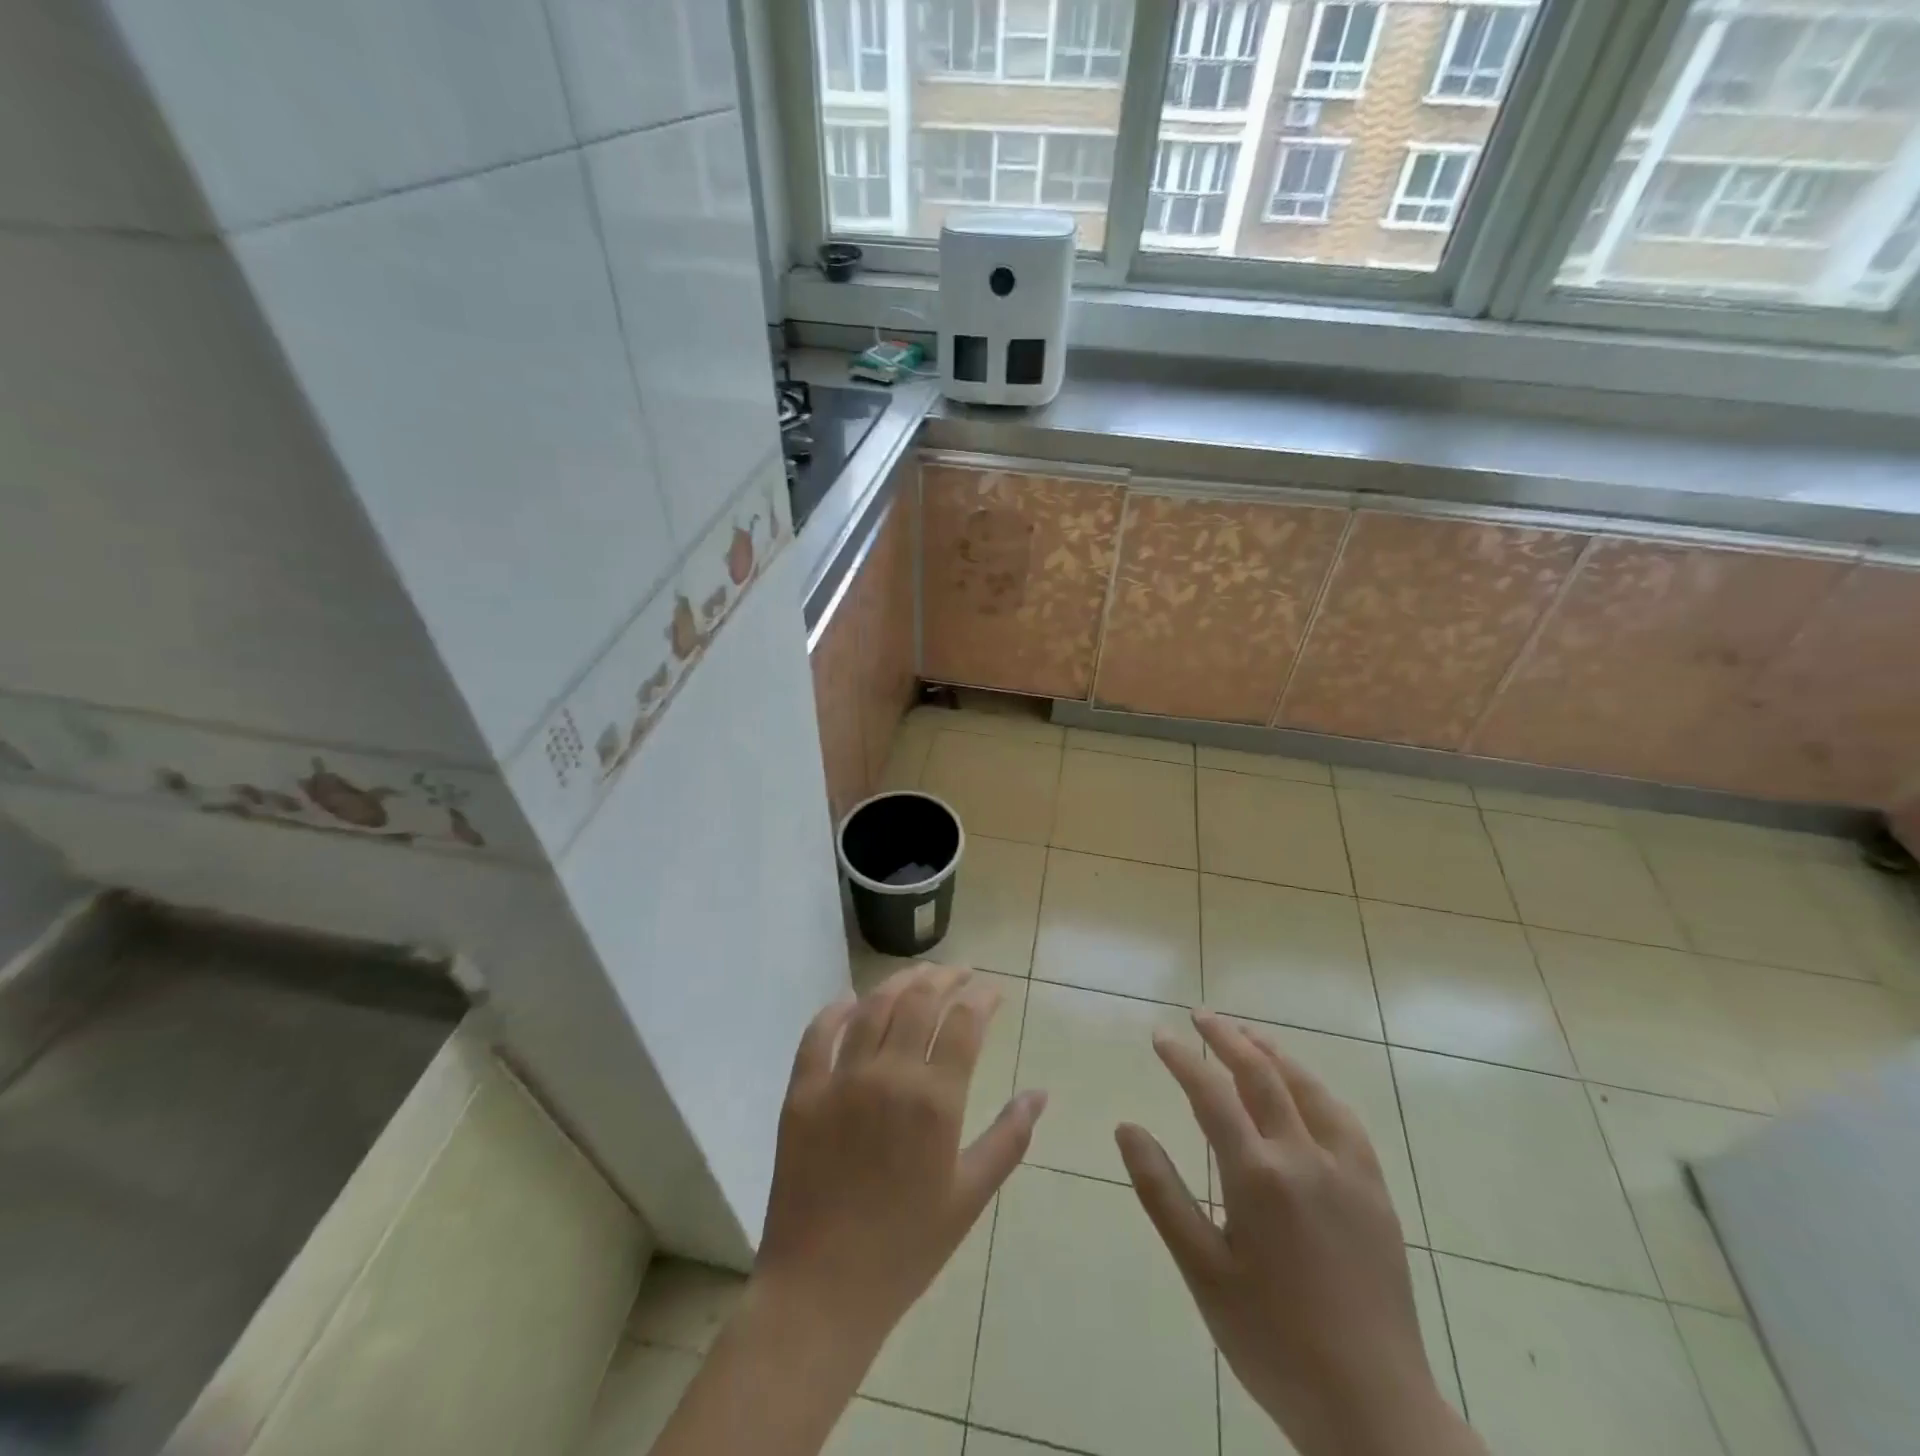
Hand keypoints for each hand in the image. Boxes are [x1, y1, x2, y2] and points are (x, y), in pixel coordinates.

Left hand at [754, 963, 1047, 1356]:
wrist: (821, 1290)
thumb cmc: (906, 1248)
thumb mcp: (969, 1197)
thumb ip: (1008, 1138)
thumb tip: (1040, 1093)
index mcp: (935, 1101)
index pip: (964, 1022)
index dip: (982, 997)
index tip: (993, 990)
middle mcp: (889, 1075)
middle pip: (920, 1001)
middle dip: (946, 978)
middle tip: (960, 972)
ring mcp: (840, 1079)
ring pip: (873, 1007)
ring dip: (899, 982)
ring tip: (918, 975)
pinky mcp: (801, 1091)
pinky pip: (817, 1034)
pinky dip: (836, 1010)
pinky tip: (850, 1001)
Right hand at [1116, 1012, 1480, 1455]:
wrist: (1375, 1409)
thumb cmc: (1273, 1341)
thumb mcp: (1202, 1271)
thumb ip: (1161, 1192)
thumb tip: (1127, 1128)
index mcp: (1258, 1176)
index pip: (1211, 1094)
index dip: (1182, 1058)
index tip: (1159, 1034)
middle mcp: (1304, 1157)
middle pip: (1262, 1074)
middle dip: (1227, 1038)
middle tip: (1200, 1015)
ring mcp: (1347, 1171)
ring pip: (1308, 1088)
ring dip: (1273, 1053)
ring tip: (1247, 1034)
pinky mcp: (1375, 1192)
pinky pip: (1344, 1120)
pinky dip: (1315, 1089)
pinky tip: (1306, 1090)